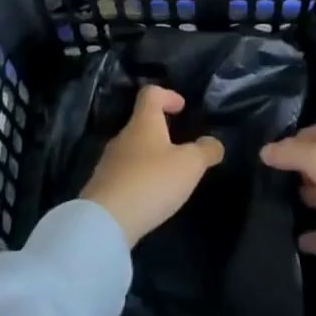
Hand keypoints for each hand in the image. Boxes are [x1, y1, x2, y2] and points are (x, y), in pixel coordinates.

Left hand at [81, 85, 225, 246]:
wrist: (105, 221)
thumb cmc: (151, 181)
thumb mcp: (189, 165)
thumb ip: (205, 151)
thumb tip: (214, 142)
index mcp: (143, 122)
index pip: (151, 93)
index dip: (167, 95)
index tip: (182, 107)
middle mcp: (123, 136)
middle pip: (141, 123)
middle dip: (161, 131)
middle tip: (180, 148)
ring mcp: (109, 162)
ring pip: (133, 150)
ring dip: (150, 158)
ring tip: (168, 177)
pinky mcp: (102, 188)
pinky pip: (124, 175)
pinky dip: (139, 179)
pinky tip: (150, 197)